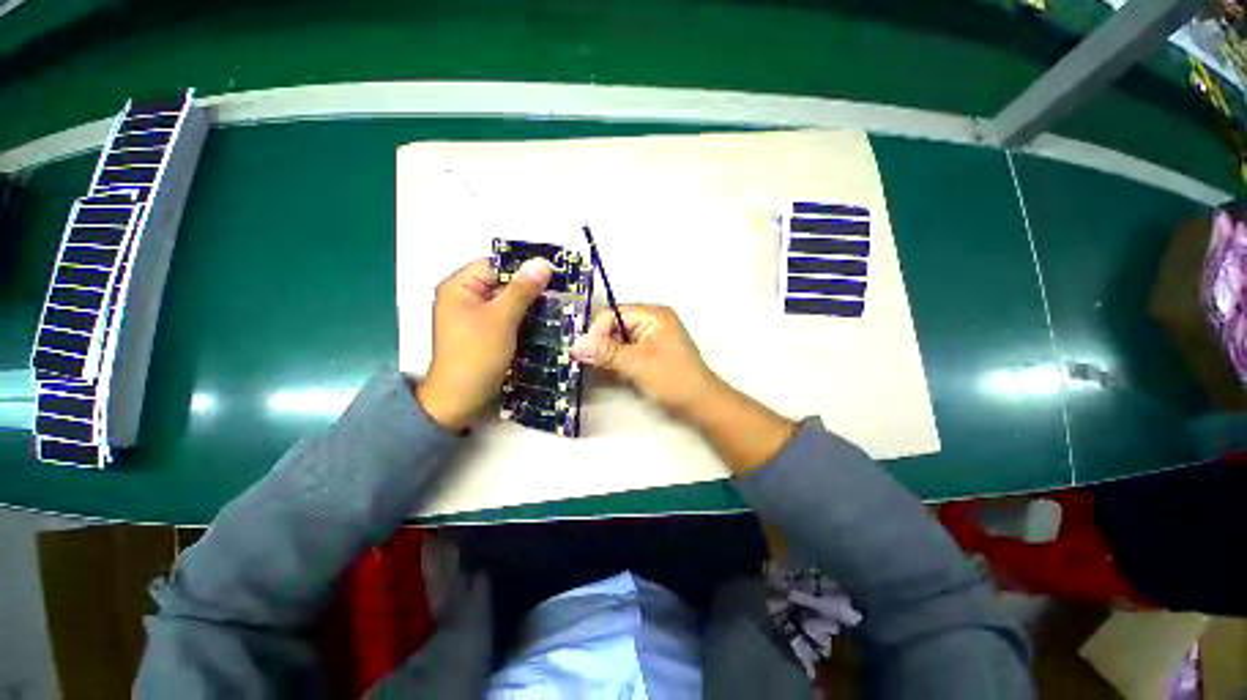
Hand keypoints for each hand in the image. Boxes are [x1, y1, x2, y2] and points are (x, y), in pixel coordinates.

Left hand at [417, 257, 551, 429]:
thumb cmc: (476, 354)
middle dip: (531, 287)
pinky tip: (545, 321)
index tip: (553, 272)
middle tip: (561, 290)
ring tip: (559, 304)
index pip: (496, 264)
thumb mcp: (502, 319)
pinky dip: (524, 318)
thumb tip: (543, 262)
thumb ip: (522, 289)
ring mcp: (475, 317)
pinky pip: (507, 317)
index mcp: (460, 287)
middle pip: (502, 282)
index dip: (524, 266)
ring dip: (530, 303)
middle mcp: (465, 297)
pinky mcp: (485, 333)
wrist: (460, 399)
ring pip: (507, 301)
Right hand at [571, 304, 721, 416]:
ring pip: (617, 341)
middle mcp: (650, 322)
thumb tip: (575, 346)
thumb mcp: (637, 363)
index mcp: (652, 315)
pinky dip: (614, 362)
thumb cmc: (673, 379)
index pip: (613, 314)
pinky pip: (624, 353)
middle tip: (585, 362)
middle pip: (613, 327)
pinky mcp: (648, 355)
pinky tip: (608, 373)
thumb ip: (605, 353)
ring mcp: (650, 339)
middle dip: (599, 344)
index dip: (596, 332)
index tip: (583, 353)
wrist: (700, 404)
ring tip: (595, 369)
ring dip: (605, 355)